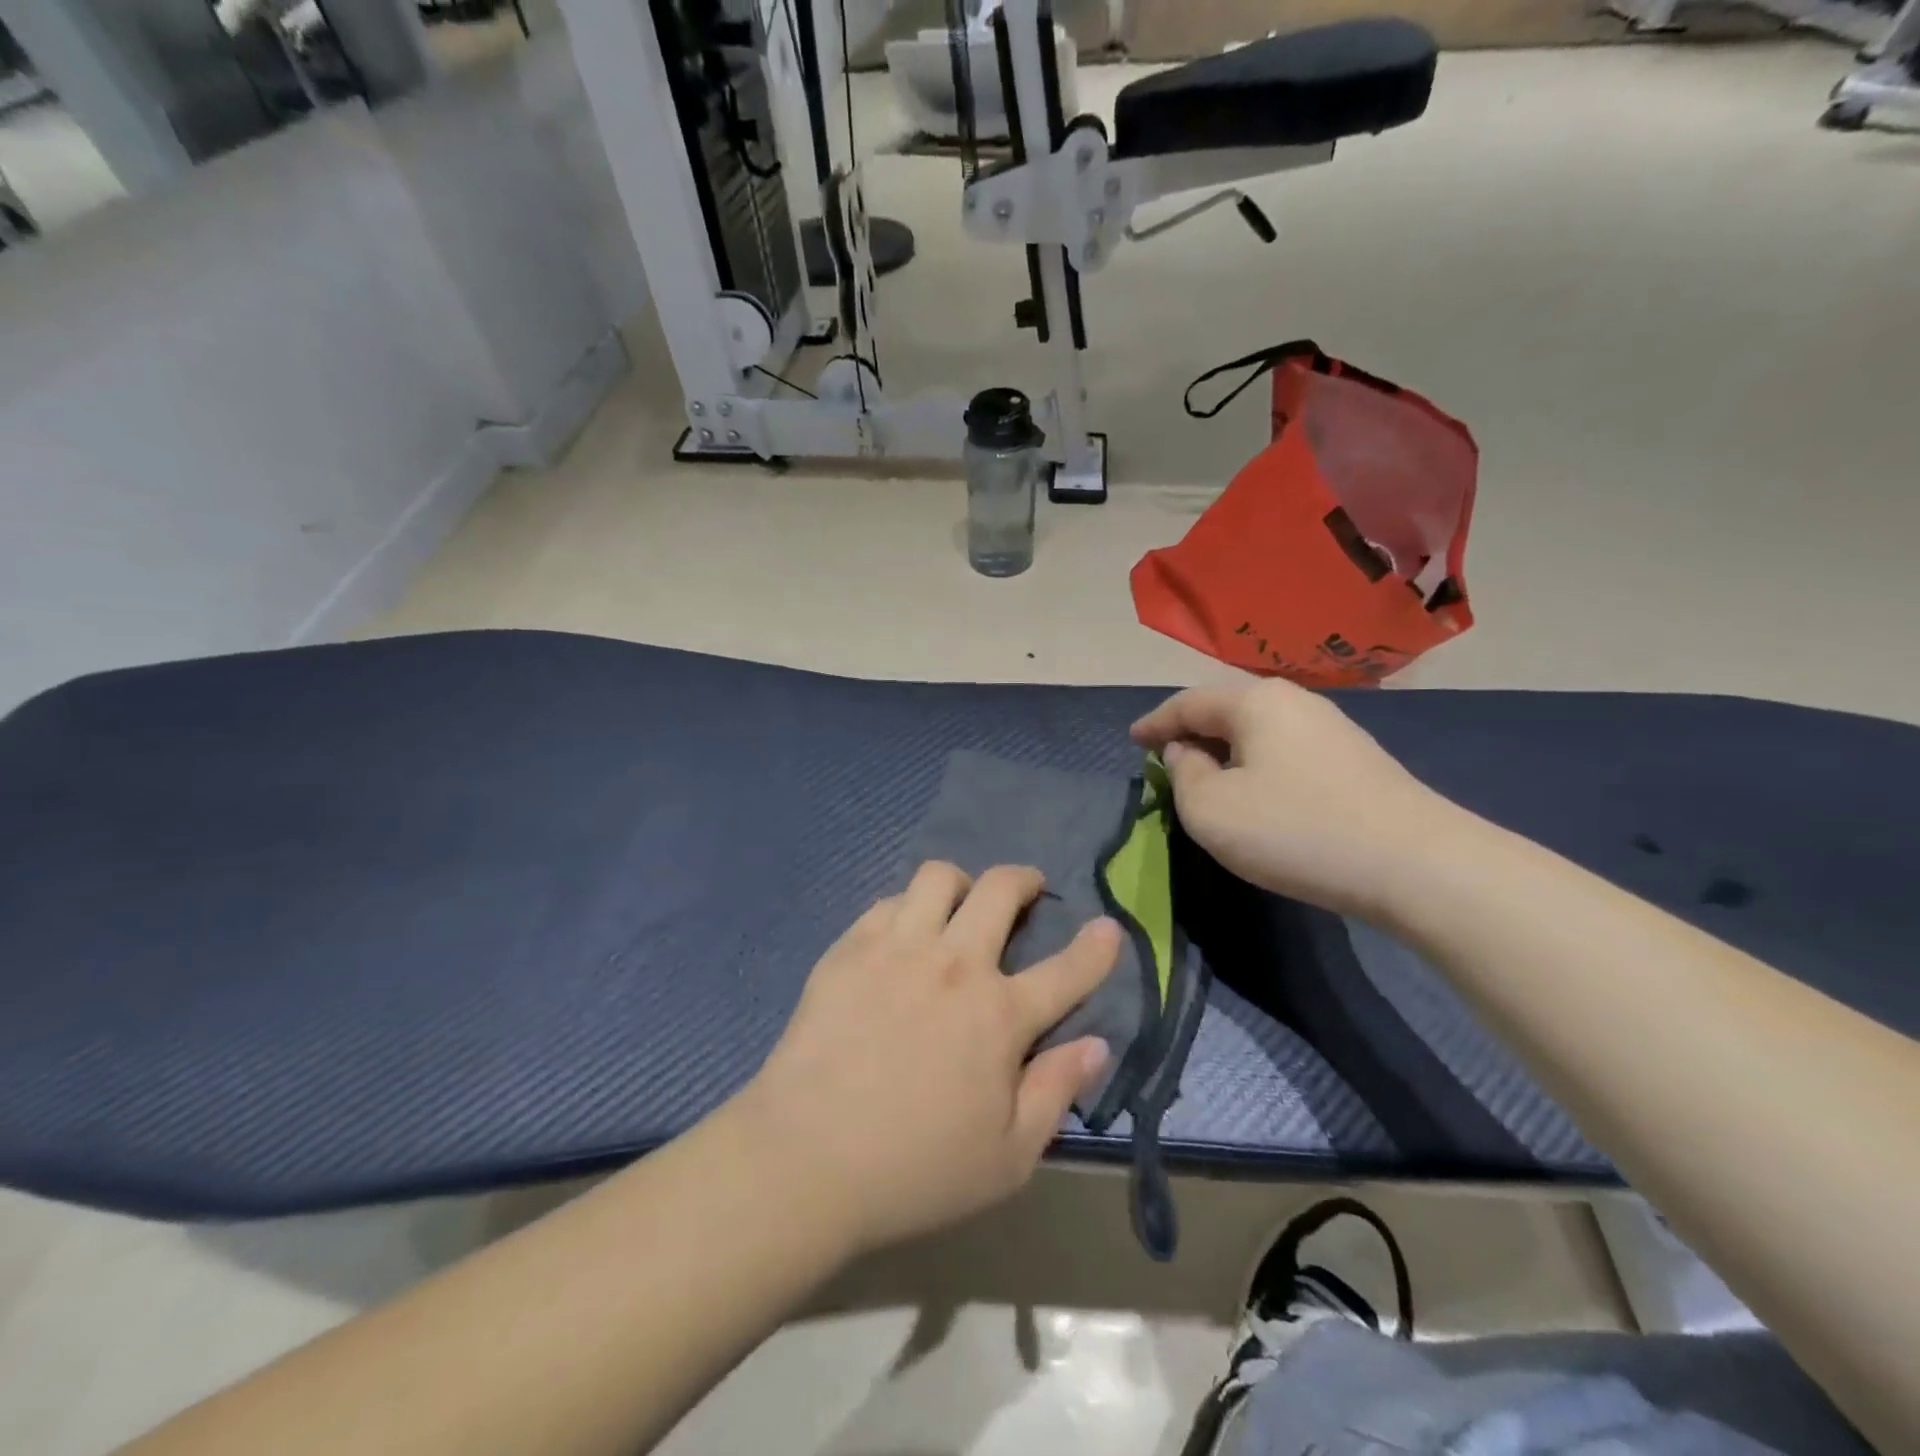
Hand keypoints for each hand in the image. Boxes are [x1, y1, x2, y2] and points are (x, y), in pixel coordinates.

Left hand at [735, 863, 1119, 1254]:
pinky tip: (902, 936)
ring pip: (938, 877)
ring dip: (960, 884)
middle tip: (1024, 892)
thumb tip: (1096, 1044)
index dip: (1097, 946)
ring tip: (958, 907)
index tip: (1108, 927)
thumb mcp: (1008, 1158)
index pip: (1067, 970)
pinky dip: (907, 908)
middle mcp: (954, 965)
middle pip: (999, 889)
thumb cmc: (915, 1169)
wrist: (805, 1159)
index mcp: (999, 1015)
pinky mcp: (850, 948)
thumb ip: (1057, 1093)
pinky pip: (888, 901)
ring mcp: (898, 948)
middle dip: (1022, 880)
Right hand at [1131, 680, 1455, 917]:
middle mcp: (1295, 702)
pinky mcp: (1356, 761)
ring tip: (1206, 777)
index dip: (1154, 723)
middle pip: (1226, 710)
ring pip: (1259, 732)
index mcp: (1255, 701)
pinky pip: (1286, 752)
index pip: (1188, 703)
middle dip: (1191, 733)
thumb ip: (1183, 775)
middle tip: (1165, 760)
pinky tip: (1257, 793)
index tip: (1132, 740)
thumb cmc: (1294, 829)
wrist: (1415, 864)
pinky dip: (1257, 765)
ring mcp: (1332, 729)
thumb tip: (1188, 753)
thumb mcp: (1210, 809)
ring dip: (1226, 751)